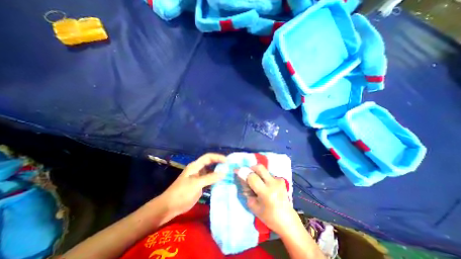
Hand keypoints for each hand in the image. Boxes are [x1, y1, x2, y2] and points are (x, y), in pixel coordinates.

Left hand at [159, 154, 226, 217]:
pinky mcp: (200, 184)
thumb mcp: (196, 184)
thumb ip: (210, 178)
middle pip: (210, 163)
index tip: (227, 161)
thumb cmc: (182, 192)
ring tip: (228, 173)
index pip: (208, 157)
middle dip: (219, 163)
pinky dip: (216, 179)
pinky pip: (210, 179)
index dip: (218, 157)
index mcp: (195, 166)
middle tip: (229, 166)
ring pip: (211, 171)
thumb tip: (224, 173)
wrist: (170, 207)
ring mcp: (199, 177)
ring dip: (218, 171)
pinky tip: (222, 182)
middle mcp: (198, 169)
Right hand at [245, 165, 298, 236]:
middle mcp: (273, 184)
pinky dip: (264, 177)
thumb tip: (242, 179)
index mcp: (266, 193)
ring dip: (258, 174)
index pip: (252, 177)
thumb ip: (247, 191)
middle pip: (260, 167)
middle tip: (248, 174)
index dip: (243, 173)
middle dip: (251, 168)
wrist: (287, 220)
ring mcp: (278, 181)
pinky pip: (269, 174)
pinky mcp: (281, 180)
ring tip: (258, 183)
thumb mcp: (253, 206)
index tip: (237, 170)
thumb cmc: (268, 217)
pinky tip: (265, 185)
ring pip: (264, 170)